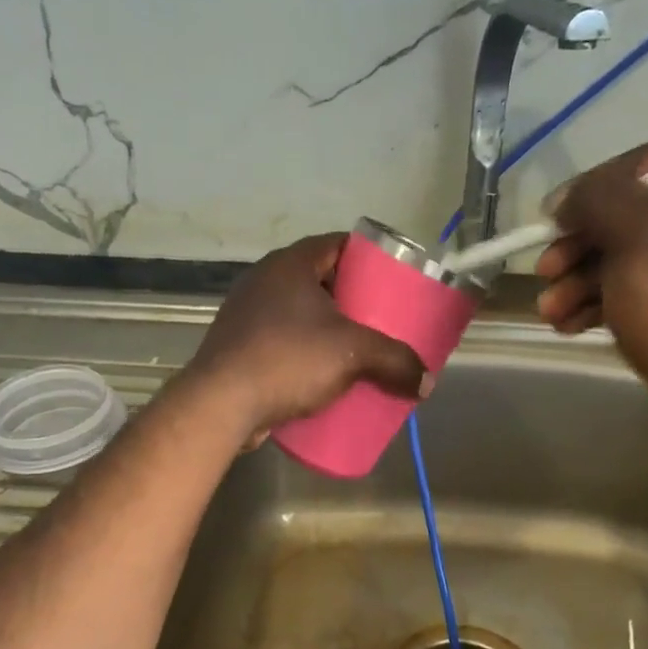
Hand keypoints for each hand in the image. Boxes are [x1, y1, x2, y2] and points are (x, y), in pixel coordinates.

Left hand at [187, 232, 430, 442]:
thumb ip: (395, 362)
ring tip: (357, 349)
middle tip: (381, 319)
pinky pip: (280, 340)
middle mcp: (264, 280)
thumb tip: (426, 383)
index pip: (338, 244)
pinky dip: (303, 351)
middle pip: (320, 279)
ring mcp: (246, 313)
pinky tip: (322, 372)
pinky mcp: (237, 345)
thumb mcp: (353, 355)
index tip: (391, 280)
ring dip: (326, 328)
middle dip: (351, 299)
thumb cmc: (288, 360)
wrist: (221, 404)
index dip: (368, 258)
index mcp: (290, 264)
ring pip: (298, 313)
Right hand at [535, 142, 647, 441]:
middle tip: (545, 269)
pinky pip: (638, 292)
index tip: (553, 217)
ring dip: (578, 281)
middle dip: (579, 245)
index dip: (593, 186)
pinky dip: (599, 304)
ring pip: (628, 259)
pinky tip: (568, 324)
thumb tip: (567, 198)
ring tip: (549, 310)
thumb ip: (600, 198)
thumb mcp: (640, 233)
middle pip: (633, 216)